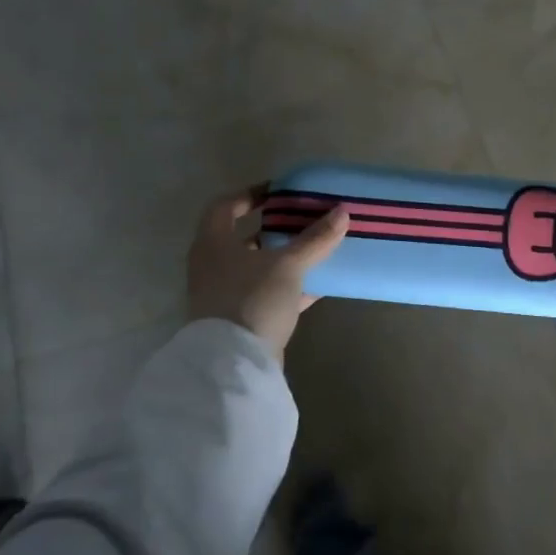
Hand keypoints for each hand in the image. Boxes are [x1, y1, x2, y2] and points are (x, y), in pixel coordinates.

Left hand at [187, 187, 348, 359]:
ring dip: (284, 259)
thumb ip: (315, 239)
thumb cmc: (252, 299)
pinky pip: (267, 294)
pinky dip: (290, 287)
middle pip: (244, 238)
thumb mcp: (288, 265)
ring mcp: (225, 295)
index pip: (225, 206)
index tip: (280, 192)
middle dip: (275, 229)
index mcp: (213, 244)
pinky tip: (318, 285)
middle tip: (304, 220)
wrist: (234, 362)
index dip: (250, 194)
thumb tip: (342, 212)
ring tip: (316, 249)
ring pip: (258, 268)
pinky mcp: (241, 319)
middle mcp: (213, 266)